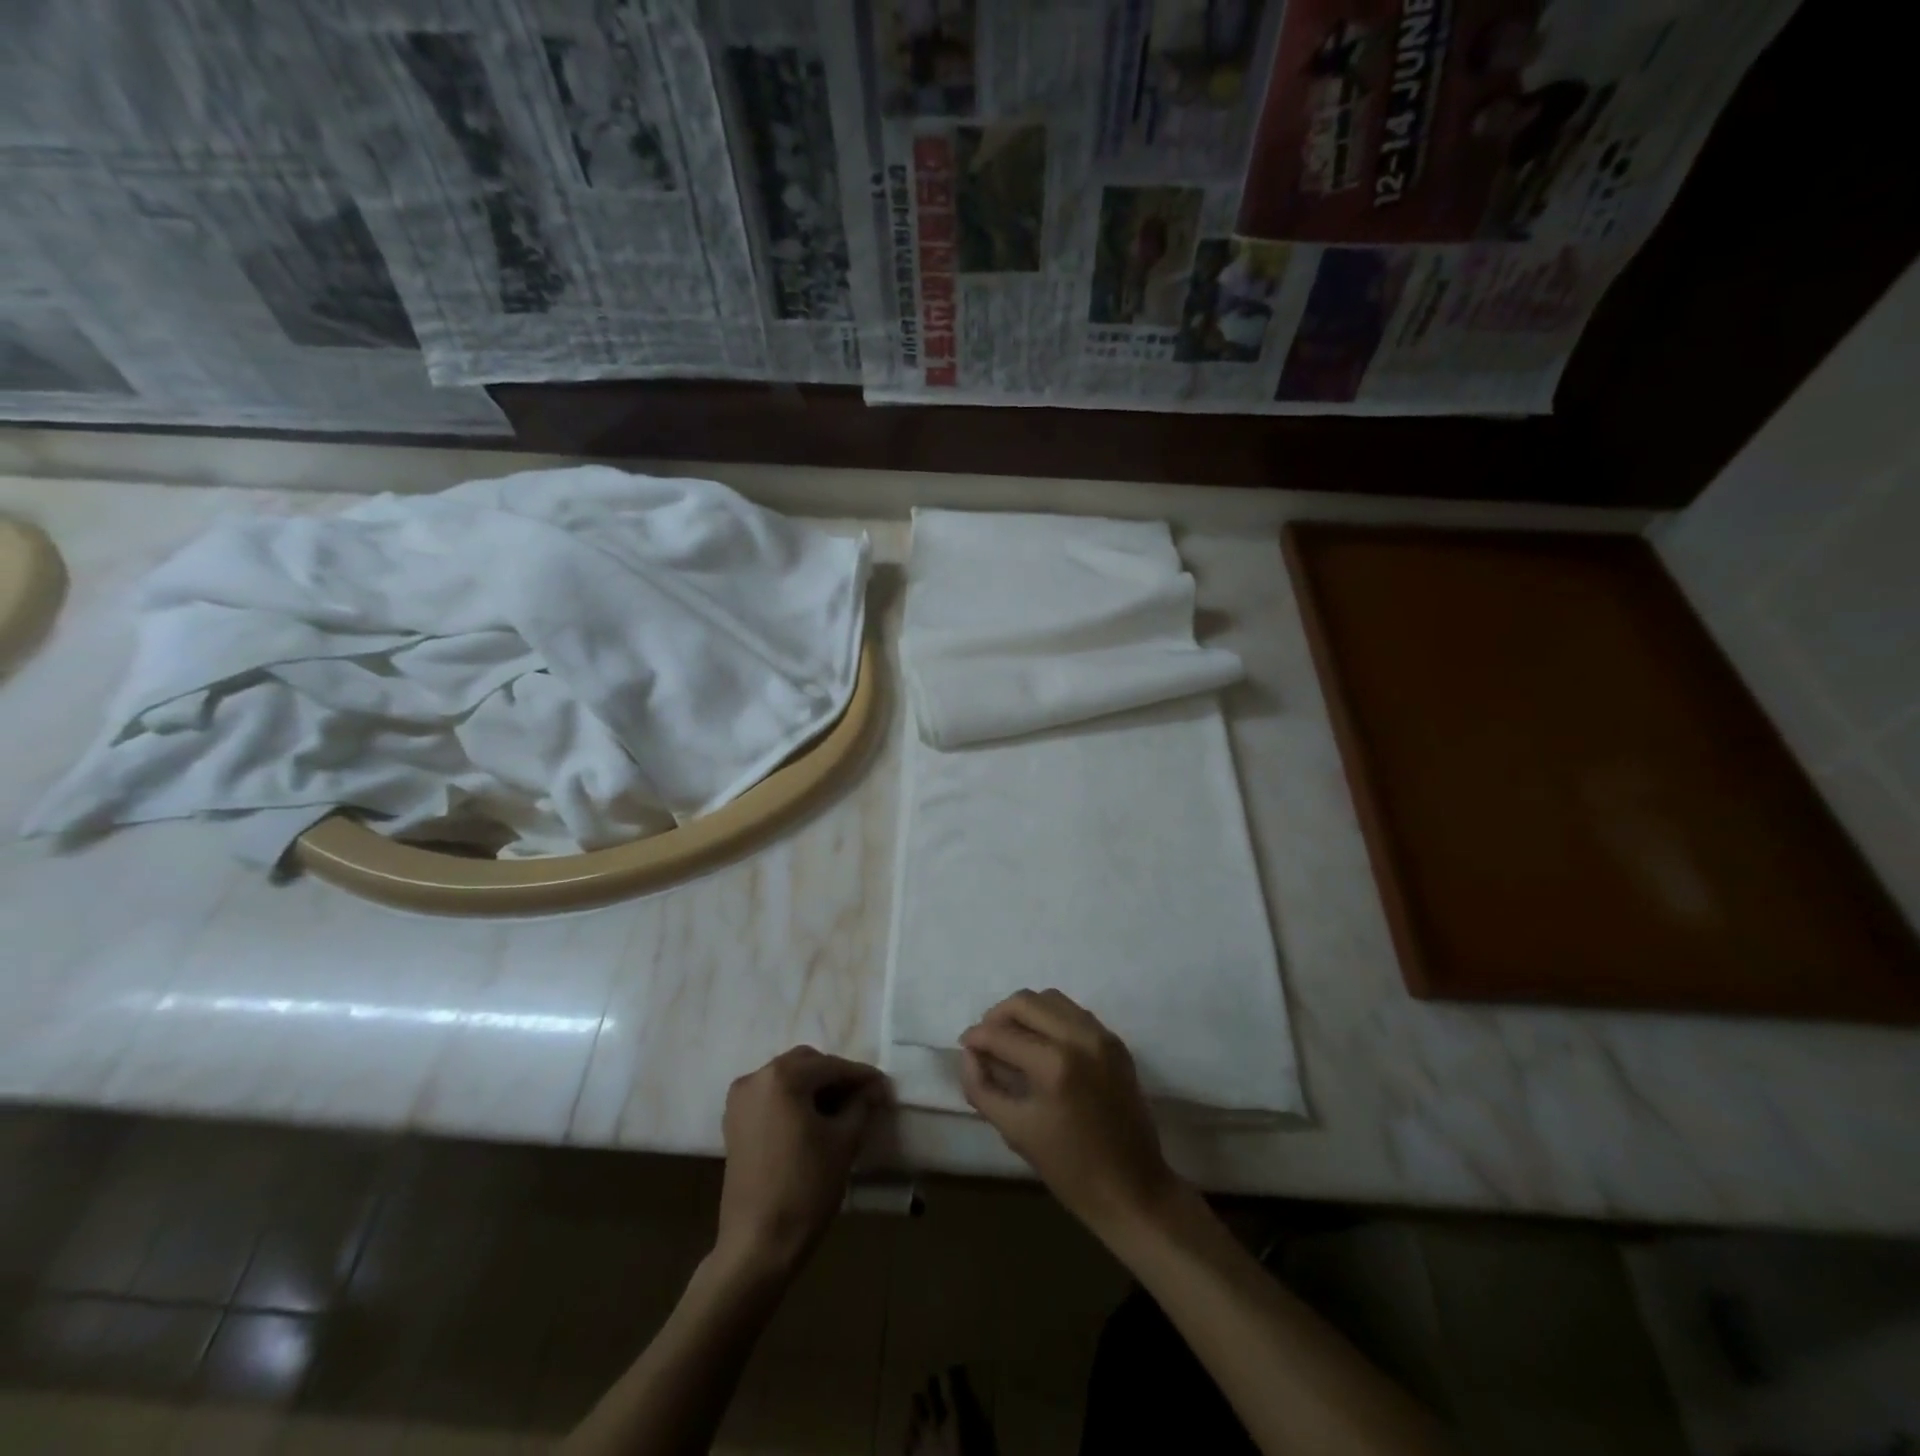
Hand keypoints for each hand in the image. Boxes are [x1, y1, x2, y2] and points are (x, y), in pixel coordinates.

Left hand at [715, 1046, 887, 1277]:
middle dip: (835, 1077)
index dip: (861, 1076)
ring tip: (841, 1110)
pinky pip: (771, 1097)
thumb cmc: (806, 1188)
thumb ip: (861, 1105)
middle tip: (862, 1097)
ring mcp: (740, 1101)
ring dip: (814, 1088)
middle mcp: (756, 1078)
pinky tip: (813, 1121)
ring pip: (786, 1079)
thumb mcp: (843, 1142)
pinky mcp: (734, 1123)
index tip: (884, 1087)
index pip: (831, 1066)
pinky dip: (793, 1101)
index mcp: (782, 1077)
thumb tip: (874, 1089)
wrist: (758, 1245)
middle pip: (805, 1064)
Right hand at [959, 990, 1181, 1241]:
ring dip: (1025, 1012)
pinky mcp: (1116, 1042)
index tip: (965, 1045)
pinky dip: (1051, 1019)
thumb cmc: (1069, 1169)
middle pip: (1025, 1001)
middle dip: (997, 1015)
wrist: (1133, 1189)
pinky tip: (1041, 1044)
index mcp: (1054, 1064)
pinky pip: (1074, 1013)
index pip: (1002, 1034)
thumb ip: (982, 1088)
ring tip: (1011, 1039)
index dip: (976, 1037)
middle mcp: (1079, 1037)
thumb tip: (968, 1054)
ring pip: (1051, 999)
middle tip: (985, 1039)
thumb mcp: (1015, 1131)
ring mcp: (1102, 1036)